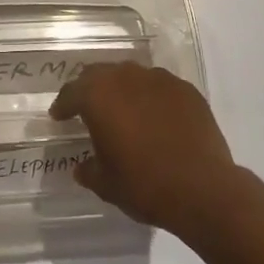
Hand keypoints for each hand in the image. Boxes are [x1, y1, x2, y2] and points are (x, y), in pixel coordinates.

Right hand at [50, 63, 247, 235]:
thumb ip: (89, 170)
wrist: (203, 189)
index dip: (63, 105)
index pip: (72, 92)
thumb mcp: (106, 184)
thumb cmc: (145, 185)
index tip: (59, 115)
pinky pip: (160, 87)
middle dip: (90, 89)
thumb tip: (82, 166)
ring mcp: (159, 79)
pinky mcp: (186, 89)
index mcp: (99, 95)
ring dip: (123, 91)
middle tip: (87, 108)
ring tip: (124, 112)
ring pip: (132, 76)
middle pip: (100, 74)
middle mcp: (127, 76)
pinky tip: (156, 119)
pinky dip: (151, 98)